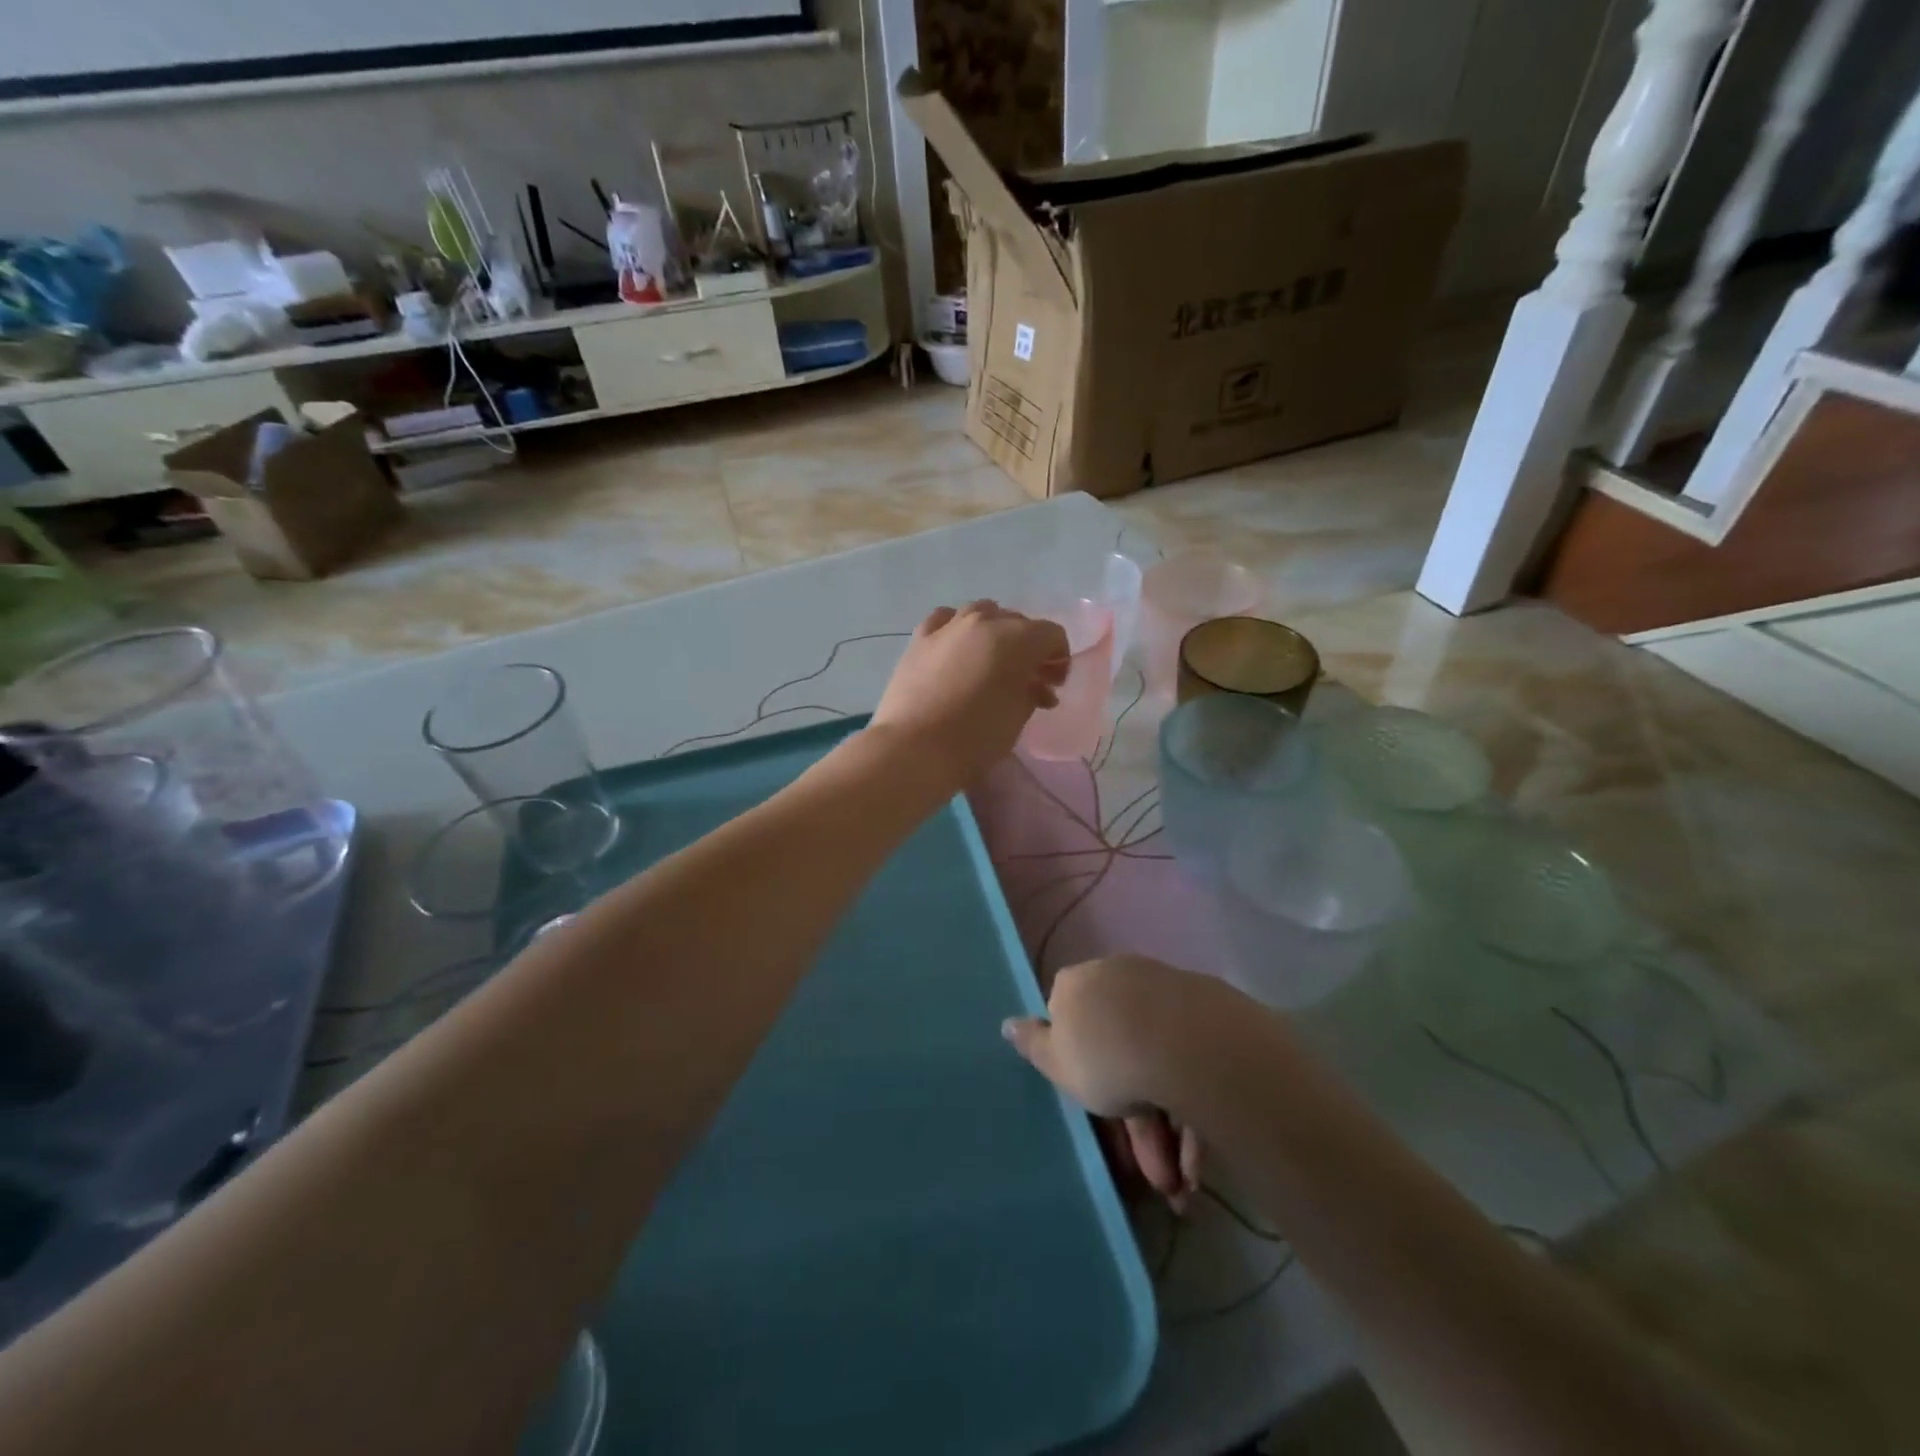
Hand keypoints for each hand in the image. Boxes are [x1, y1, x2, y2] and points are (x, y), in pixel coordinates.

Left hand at [870, 602, 1068, 784]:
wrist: (913, 749)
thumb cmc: (975, 738)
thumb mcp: (1017, 718)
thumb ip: (1032, 692)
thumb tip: (1035, 685)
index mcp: (1016, 639)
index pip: (1052, 635)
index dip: (1059, 659)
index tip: (1054, 685)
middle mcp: (984, 621)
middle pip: (1018, 622)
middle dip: (1029, 648)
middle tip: (1028, 680)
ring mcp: (948, 626)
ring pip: (982, 613)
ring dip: (995, 632)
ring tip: (993, 663)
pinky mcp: (919, 638)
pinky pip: (945, 620)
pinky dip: (958, 629)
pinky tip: (957, 648)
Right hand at [1004, 956, 1245, 1206]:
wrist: (1180, 1042)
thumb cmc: (1104, 1055)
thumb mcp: (1057, 1062)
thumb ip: (1033, 1045)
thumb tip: (1007, 1023)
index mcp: (1077, 986)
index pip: (1069, 1020)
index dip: (1080, 1067)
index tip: (1093, 1105)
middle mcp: (1117, 981)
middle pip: (1119, 1053)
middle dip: (1133, 1124)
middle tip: (1152, 1175)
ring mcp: (1162, 995)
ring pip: (1157, 1067)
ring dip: (1166, 1131)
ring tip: (1180, 1184)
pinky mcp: (1203, 1014)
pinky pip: (1188, 1067)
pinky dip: (1190, 1113)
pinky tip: (1197, 1163)